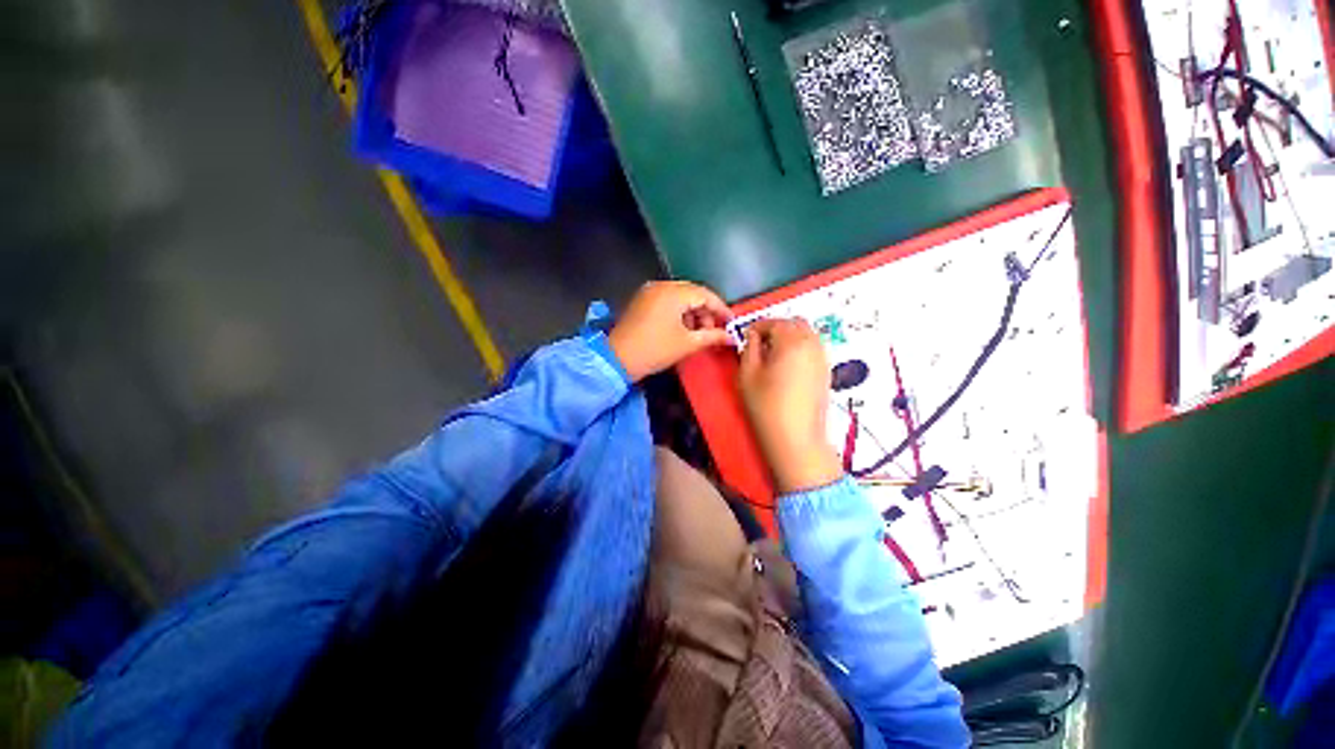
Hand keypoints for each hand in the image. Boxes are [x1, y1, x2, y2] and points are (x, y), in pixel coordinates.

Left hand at [608, 281, 733, 382]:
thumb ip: (713, 336)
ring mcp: (650, 291)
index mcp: (674, 292)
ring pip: (680, 297)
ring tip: (698, 333)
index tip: (732, 323)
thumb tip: (732, 337)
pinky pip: (668, 300)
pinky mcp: (642, 300)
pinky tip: (682, 329)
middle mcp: (662, 285)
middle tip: (714, 331)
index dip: (721, 309)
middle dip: (707, 312)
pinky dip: (679, 312)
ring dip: (693, 313)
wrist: (617, 359)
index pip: (706, 295)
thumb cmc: (655, 350)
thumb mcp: (687, 343)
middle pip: (693, 293)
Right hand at [738, 318, 841, 493]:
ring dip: (789, 337)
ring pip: (806, 334)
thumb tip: (753, 335)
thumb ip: (749, 347)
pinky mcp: (827, 370)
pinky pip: (813, 347)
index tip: (746, 339)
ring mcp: (823, 357)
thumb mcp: (747, 374)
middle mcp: (812, 343)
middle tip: (759, 345)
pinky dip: (800, 348)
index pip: (773, 322)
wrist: (796, 438)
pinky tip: (787, 366)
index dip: (756, 327)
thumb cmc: (765, 405)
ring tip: (773, 356)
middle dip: (775, 329)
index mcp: (791, 340)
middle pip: (794, 323)